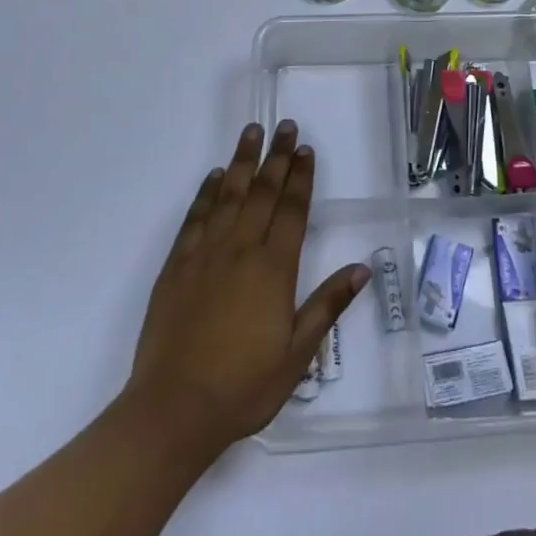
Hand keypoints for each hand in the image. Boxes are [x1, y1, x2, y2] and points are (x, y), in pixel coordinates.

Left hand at [125, 121, 367, 458]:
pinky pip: (195, 218)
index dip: (301, 177)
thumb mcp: (297, 355)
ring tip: (251, 132)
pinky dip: (206, 193)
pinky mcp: (176, 266)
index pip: (293, 210)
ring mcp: (205, 254)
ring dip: (242, 161)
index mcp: (274, 269)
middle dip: (277, 157)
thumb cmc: (243, 386)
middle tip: (285, 126)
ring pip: (228, 195)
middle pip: (263, 192)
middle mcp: (241, 250)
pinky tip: (213, 177)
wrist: (173, 409)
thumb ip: (328, 306)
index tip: (306, 149)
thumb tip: (362, 268)